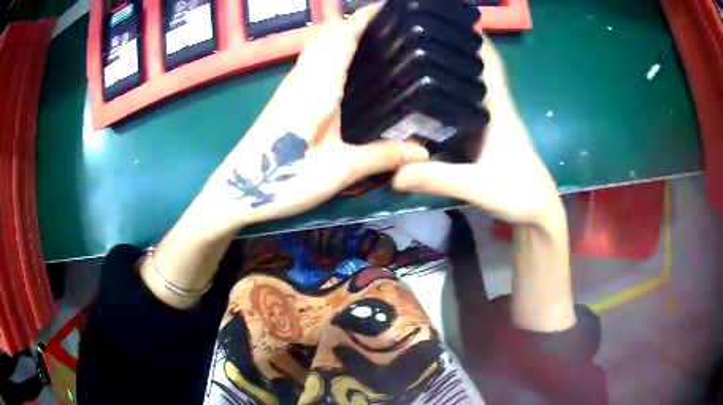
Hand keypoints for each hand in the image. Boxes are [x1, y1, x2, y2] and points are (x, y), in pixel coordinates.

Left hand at [198, 6, 428, 230]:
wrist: (237, 191)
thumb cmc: (286, 178)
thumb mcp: (340, 170)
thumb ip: (382, 157)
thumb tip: (424, 153)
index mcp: (319, 85)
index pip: (343, 36)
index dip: (364, 18)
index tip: (387, 8)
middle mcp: (302, 78)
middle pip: (326, 36)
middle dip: (354, 23)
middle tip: (388, 28)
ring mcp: (289, 88)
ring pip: (315, 47)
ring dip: (340, 36)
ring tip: (371, 41)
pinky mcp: (283, 100)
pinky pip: (309, 62)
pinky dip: (328, 53)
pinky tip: (343, 68)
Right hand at [392, 39, 563, 226]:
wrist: (537, 212)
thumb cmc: (518, 192)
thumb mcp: (478, 186)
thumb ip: (439, 178)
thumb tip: (392, 173)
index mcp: (498, 108)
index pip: (488, 61)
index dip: (473, 36)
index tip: (445, 21)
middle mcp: (494, 107)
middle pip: (473, 67)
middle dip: (448, 49)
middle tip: (413, 38)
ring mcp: (491, 120)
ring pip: (467, 85)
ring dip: (446, 70)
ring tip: (411, 60)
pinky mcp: (486, 134)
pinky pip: (463, 105)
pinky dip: (447, 96)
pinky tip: (424, 99)